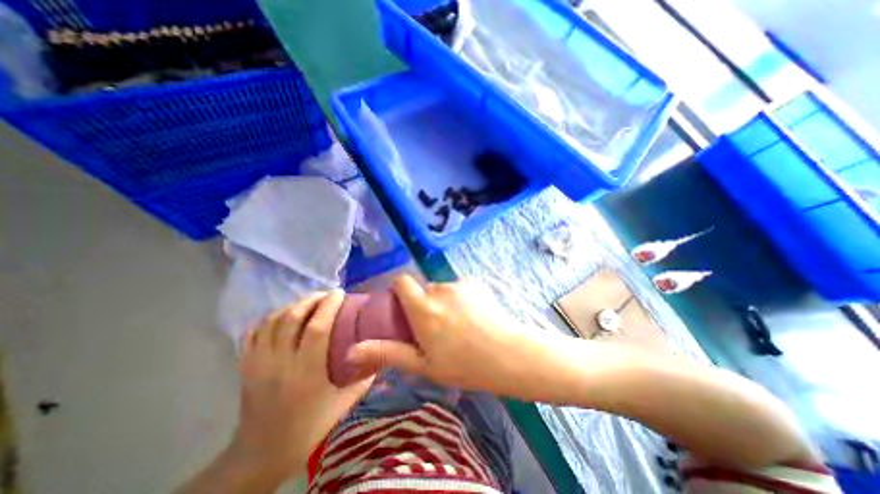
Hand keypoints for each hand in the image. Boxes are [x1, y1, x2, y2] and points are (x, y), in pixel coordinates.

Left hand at [230, 291, 369, 483]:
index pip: (317, 327)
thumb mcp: (344, 403)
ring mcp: (258, 363)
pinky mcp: (245, 365)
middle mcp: (279, 363)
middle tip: (328, 294)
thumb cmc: (309, 426)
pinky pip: (254, 331)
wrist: (262, 453)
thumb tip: (380, 352)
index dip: (329, 305)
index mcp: (306, 372)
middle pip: (292, 317)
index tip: (340, 293)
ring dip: (293, 305)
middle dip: (312, 298)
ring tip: (310, 302)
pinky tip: (284, 316)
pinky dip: (270, 317)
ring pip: (273, 320)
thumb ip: (364, 376)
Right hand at [345, 273, 542, 396]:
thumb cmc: (464, 365)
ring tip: (455, 325)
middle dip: (422, 302)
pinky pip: (458, 288)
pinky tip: (472, 317)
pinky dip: (458, 299)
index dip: (398, 290)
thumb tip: (351, 351)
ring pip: (441, 289)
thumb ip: (387, 352)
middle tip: (432, 327)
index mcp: (423, 307)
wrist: (509, 355)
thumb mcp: (423, 364)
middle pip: (422, 288)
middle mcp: (440, 289)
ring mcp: (460, 284)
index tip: (402, 308)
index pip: (401, 280)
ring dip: (441, 302)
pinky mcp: (476, 284)